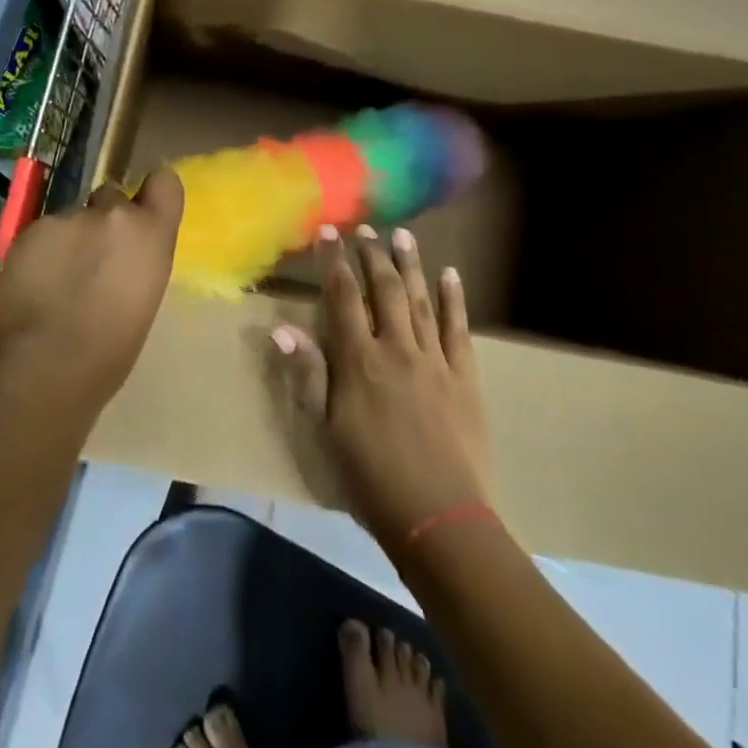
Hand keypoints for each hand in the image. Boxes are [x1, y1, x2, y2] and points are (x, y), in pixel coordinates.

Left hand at [0, 170, 183, 412]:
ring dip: (70, 239)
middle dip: (103, 220)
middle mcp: (113, 213)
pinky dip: (41, 251)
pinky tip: (35, 284)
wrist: (46, 364)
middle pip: (112, 197)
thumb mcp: (145, 296)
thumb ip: (139, 257)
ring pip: (73, 217)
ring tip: (57, 280)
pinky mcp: (31, 228)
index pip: (165, 182)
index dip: (152, 193)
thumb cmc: (110, 350)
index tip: (142, 211)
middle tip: (92, 260)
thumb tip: (126, 252)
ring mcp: (68, 216)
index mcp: (151, 233)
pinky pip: (43, 232)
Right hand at [276, 225, 489, 550]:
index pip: (342, 296)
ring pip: (420, 299)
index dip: (333, 261)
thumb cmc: (371, 478)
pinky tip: (450, 275)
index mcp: (358, 360)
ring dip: (410, 264)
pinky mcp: (465, 376)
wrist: (440, 520)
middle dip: (372, 254)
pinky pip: (458, 328)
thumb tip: (282, 328)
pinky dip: (453, 299)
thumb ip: (308, 375)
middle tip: (366, 228)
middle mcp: (396, 348)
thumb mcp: (326, 430)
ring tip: (402, 234)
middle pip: (383, 289)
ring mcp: (434, 359)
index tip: (328, 231)